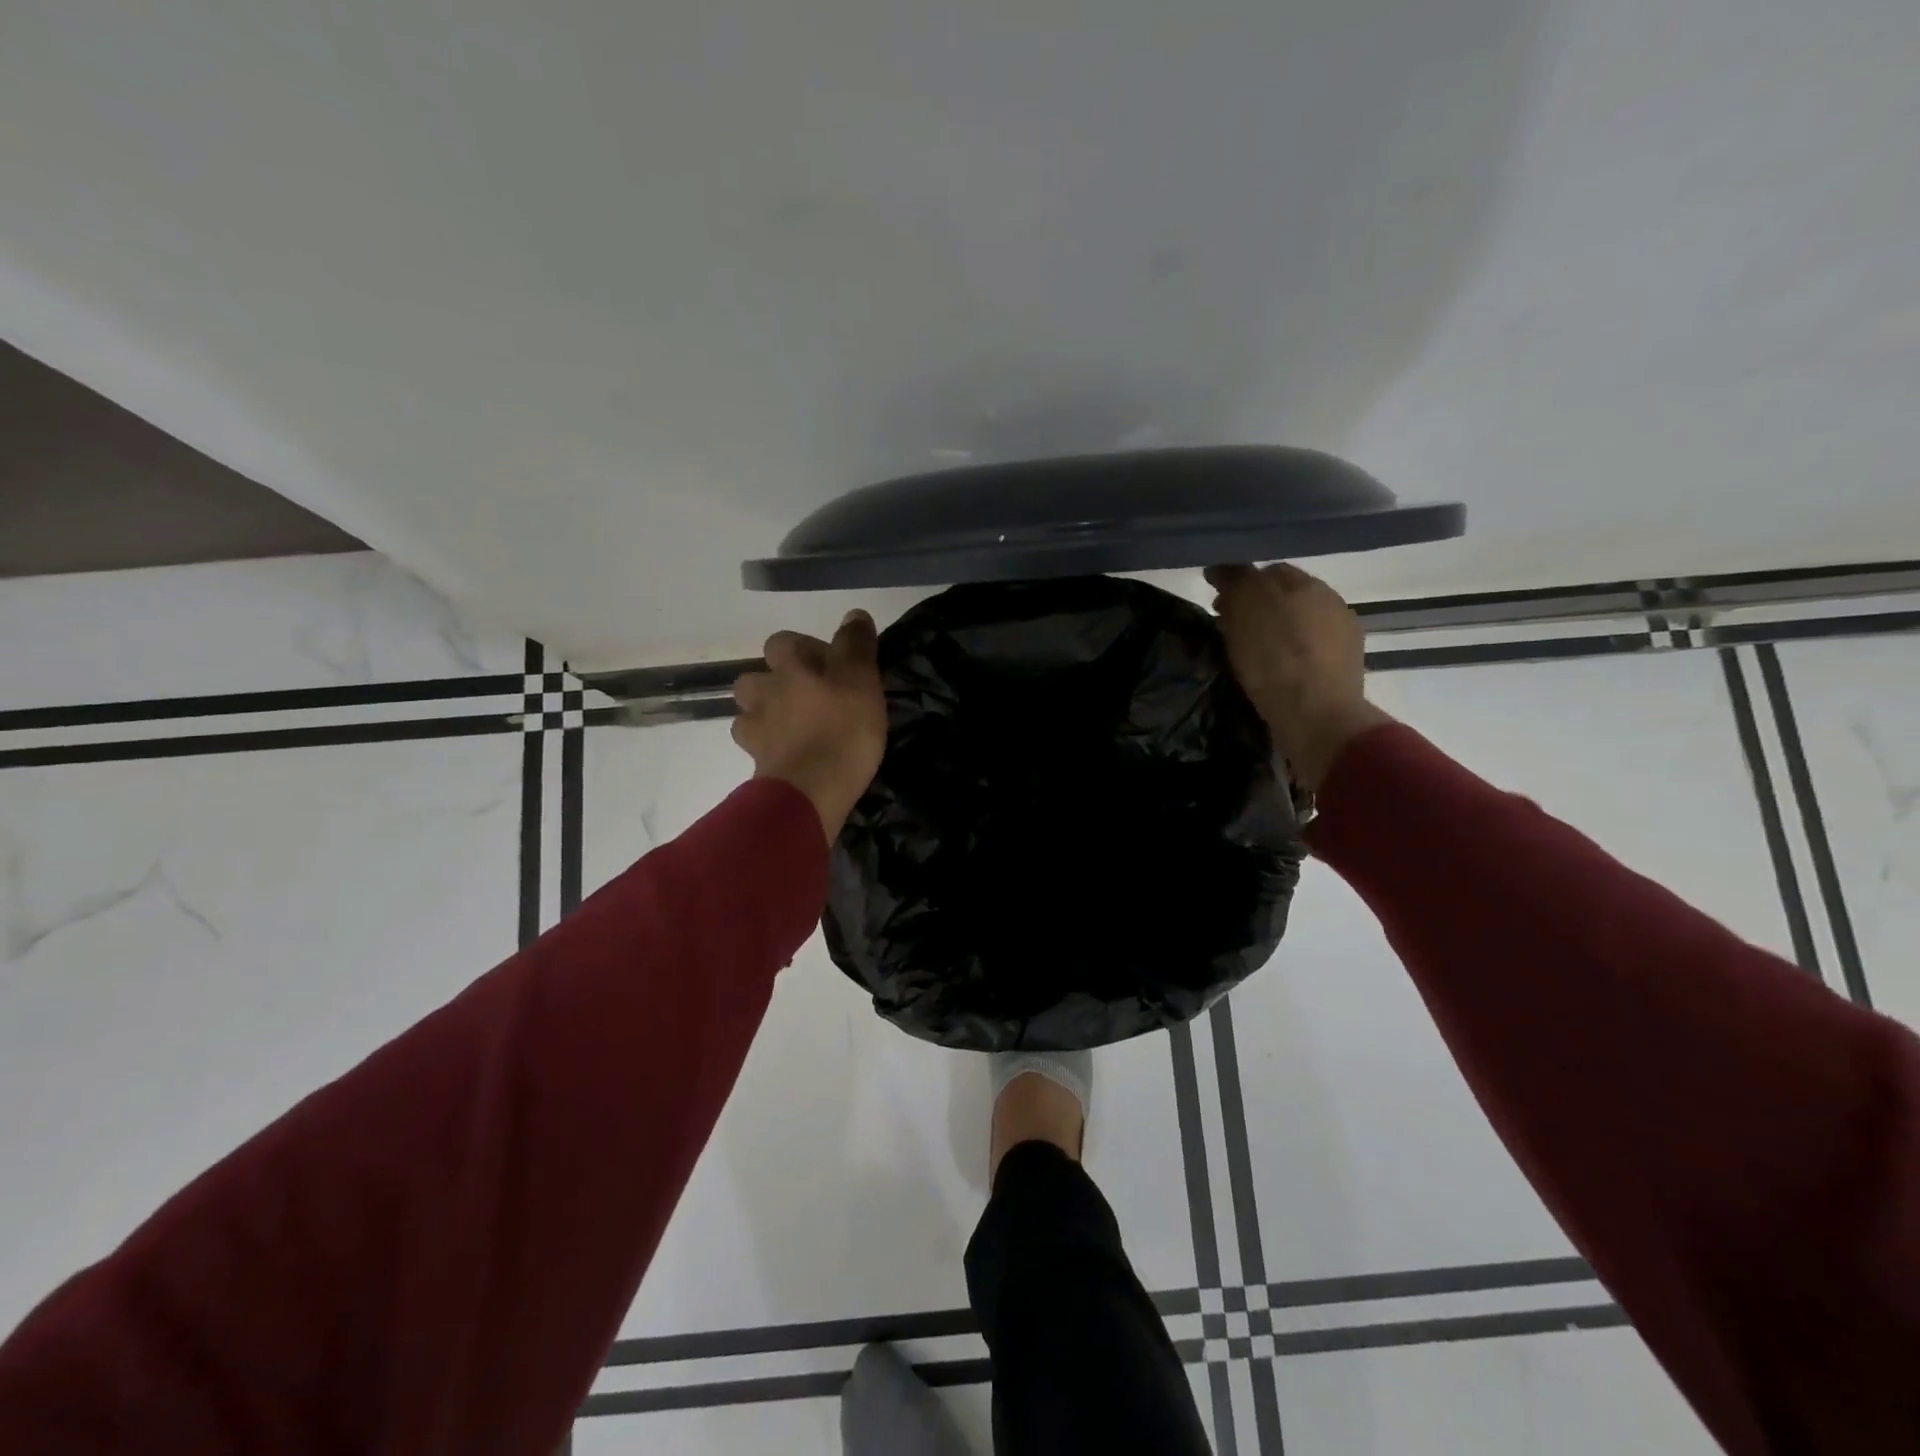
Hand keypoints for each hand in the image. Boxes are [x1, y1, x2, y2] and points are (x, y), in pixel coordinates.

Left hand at [732, 611, 887, 841]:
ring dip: (766, 712)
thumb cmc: (843, 729)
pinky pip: (755, 743)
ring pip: (750, 710)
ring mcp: (755, 727)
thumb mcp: (862, 679)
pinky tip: (786, 752)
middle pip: (758, 676)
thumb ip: (856, 644)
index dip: (804, 649)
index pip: (784, 641)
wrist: (811, 790)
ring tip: (793, 726)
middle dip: (777, 682)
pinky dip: (767, 744)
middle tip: (809, 698)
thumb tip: (853, 613)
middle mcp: (764, 689)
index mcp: (790, 665)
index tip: (829, 666)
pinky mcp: (755, 760)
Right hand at [1206, 563, 1390, 789]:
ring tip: (1252, 655)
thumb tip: (1221, 567)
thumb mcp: (1244, 610)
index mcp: (1305, 583)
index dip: (1240, 584)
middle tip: (1230, 630)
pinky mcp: (1345, 668)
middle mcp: (1330, 601)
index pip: (1266, 571)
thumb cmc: (1274, 661)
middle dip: (1258, 608)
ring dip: (1276, 632)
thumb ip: (1234, 581)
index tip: (1218, 605)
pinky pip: (1309, 652)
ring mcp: (1343, 635)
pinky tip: (1277, 673)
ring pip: (1298, 624)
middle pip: (1285, 597)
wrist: (1317, 717)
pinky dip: (1291, 656)